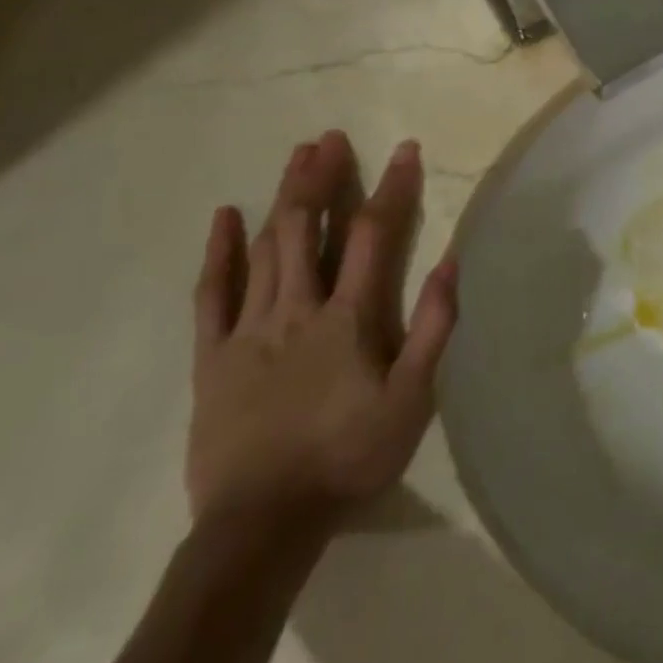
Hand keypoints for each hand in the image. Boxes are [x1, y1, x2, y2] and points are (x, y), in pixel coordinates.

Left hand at [187, 131, 457, 531]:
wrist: (263, 524)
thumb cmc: (349, 458)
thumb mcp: (412, 399)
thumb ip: (432, 329)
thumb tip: (449, 264)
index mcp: (349, 318)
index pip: (373, 236)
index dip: (392, 189)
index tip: (406, 150)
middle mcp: (297, 310)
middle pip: (307, 229)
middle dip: (322, 178)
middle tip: (330, 138)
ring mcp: (249, 330)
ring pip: (265, 249)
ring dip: (282, 198)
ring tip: (295, 157)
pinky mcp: (213, 357)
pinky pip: (212, 295)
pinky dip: (219, 253)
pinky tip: (225, 217)